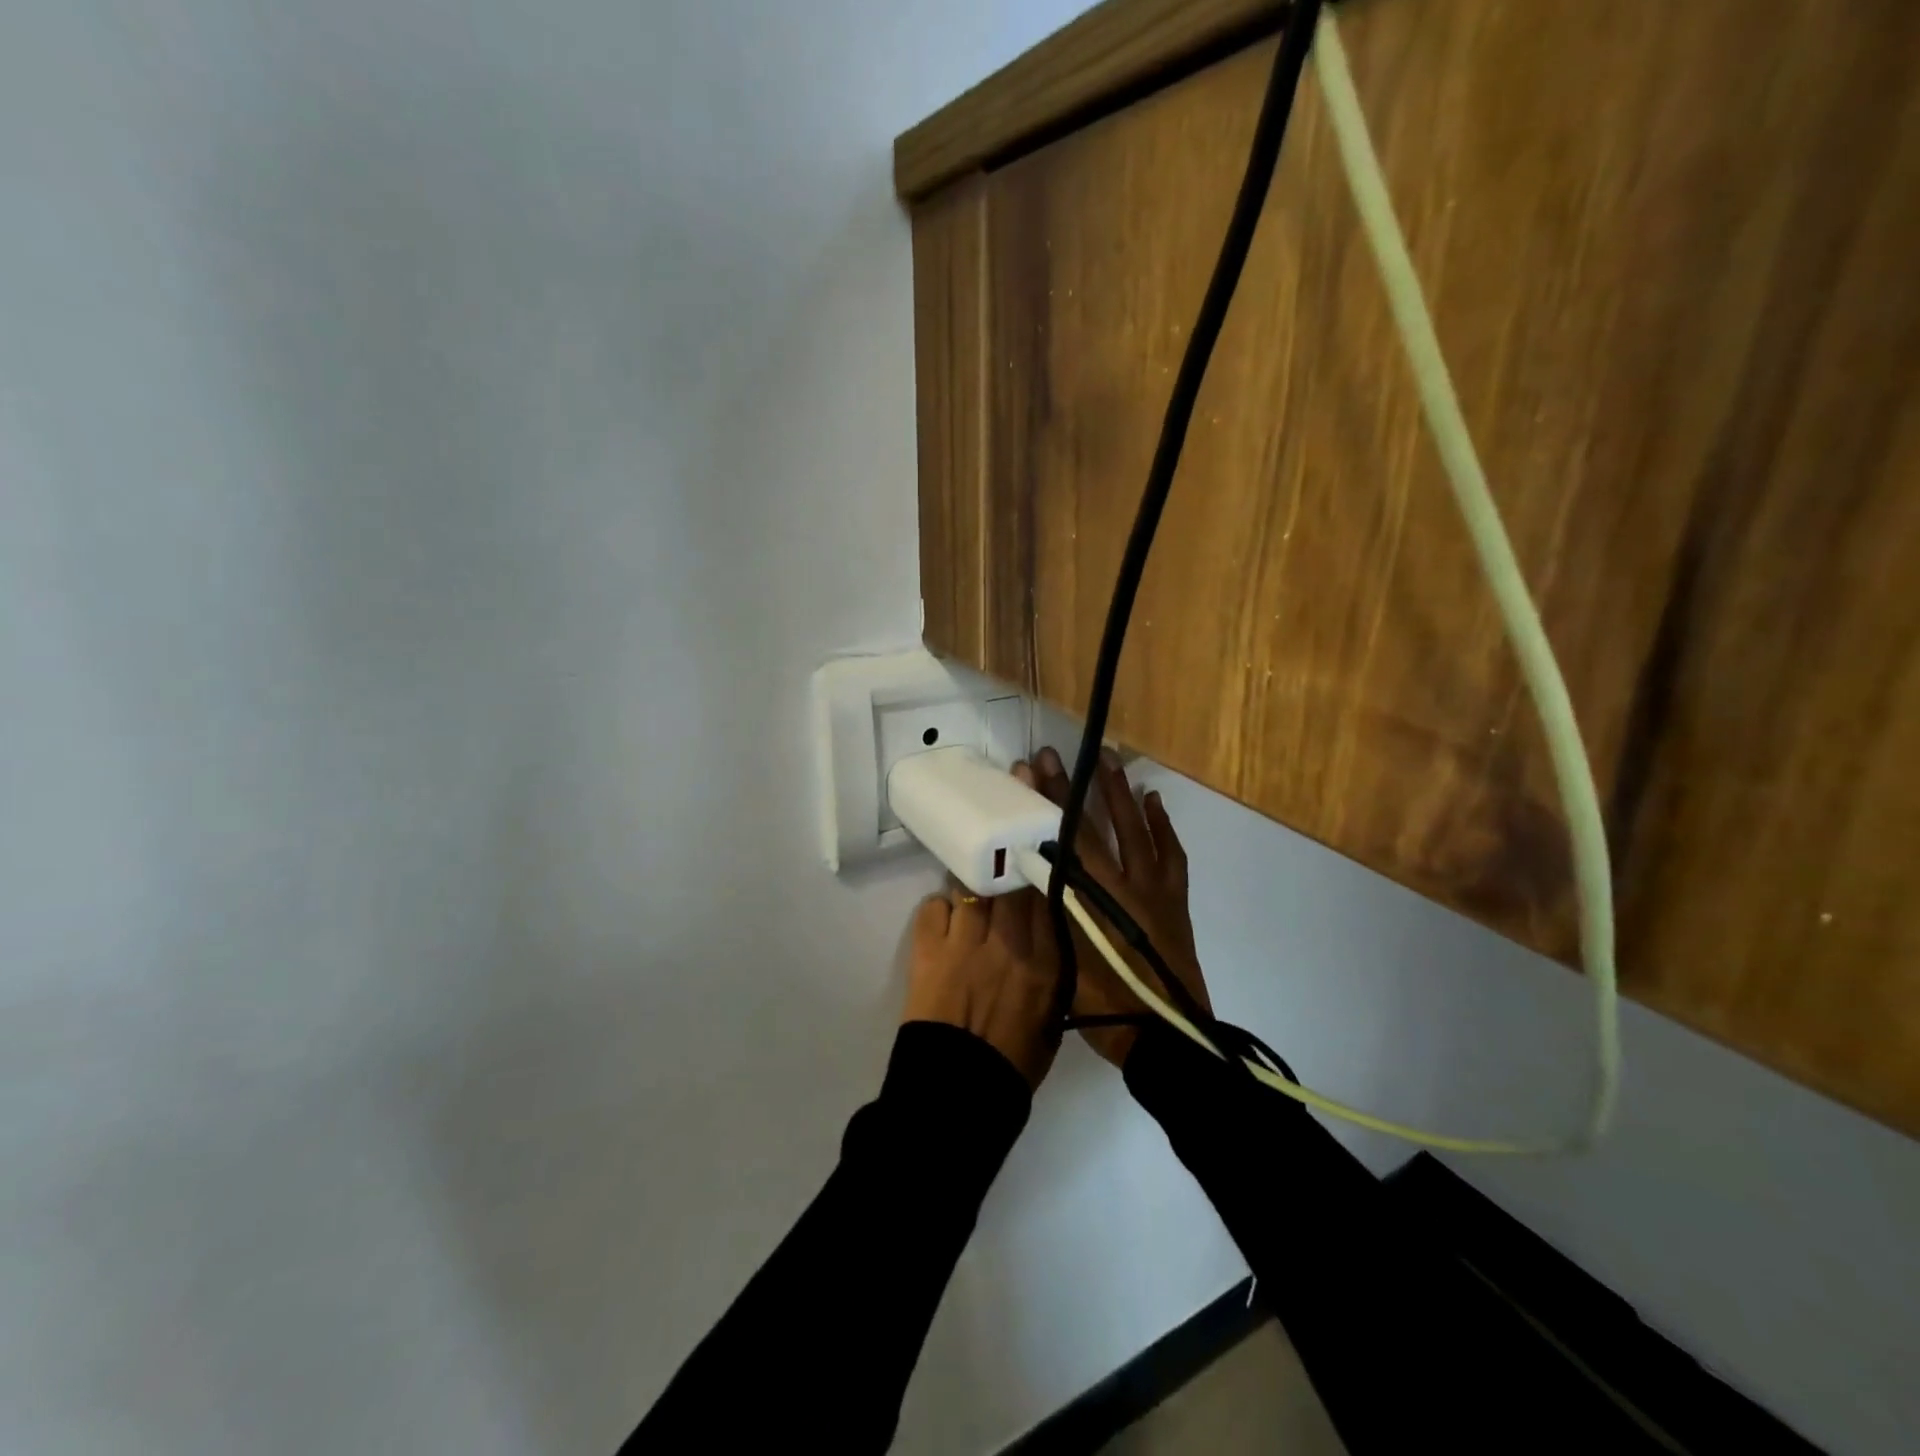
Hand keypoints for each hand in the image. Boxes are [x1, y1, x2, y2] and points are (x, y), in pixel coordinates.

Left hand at [903, 882, 1059, 1088]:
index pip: (1045, 898)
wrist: (958, 1094)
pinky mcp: (928, 951)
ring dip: (971, 891)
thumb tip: (1046, 941)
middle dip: (1005, 880)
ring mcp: (965, 944)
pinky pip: (933, 907)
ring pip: (970, 888)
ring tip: (969, 899)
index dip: (1037, 883)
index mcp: (1045, 965)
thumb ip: (1055, 975)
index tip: (1032, 879)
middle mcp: (1008, 944)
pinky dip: (938, 909)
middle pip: (1008, 885)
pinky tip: (943, 921)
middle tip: (1000, 885)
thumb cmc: (1013, 1065)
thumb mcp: (1053, 1020)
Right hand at [1015, 746, 1210, 1067]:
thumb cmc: (1104, 1005)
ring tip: (1109, 760)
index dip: (1044, 804)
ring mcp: (1154, 889)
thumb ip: (1047, 913)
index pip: (1061, 841)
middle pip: (1092, 828)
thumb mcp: (1061, 961)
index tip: (1030, 770)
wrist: (1163, 1036)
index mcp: (1090, 900)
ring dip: (1119, 794)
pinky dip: (1163, 826)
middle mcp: (1122, 884)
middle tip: (1055, 755)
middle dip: (1071, 788)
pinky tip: (1153, 801)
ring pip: (1136, 831)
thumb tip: (1026, 872)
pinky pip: (1172, 854)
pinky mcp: (1175, 898)